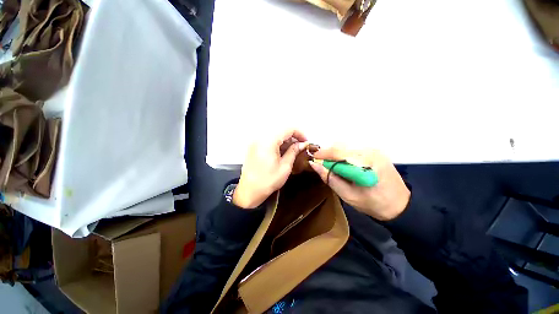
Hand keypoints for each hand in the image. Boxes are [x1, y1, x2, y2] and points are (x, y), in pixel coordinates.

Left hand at [233, 129, 308, 208]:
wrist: (249, 191)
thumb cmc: (268, 181)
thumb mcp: (285, 166)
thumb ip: (294, 151)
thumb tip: (302, 144)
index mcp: (268, 141)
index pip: (288, 129)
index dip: (299, 133)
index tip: (305, 142)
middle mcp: (260, 138)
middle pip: (280, 130)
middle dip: (292, 137)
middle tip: (300, 147)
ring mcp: (256, 142)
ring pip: (275, 135)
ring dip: (285, 140)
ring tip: (292, 151)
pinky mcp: (254, 147)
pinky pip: (268, 140)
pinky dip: (277, 143)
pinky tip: (282, 152)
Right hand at [309, 145, 409, 220]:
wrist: (401, 205)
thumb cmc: (374, 204)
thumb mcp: (348, 195)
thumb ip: (330, 178)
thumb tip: (314, 164)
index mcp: (365, 163)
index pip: (337, 152)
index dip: (322, 154)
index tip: (312, 159)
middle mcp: (370, 151)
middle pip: (341, 146)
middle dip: (327, 153)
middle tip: (321, 164)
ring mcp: (374, 150)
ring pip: (346, 146)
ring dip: (335, 153)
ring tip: (331, 165)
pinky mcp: (375, 151)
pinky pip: (353, 148)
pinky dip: (343, 154)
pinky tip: (343, 164)